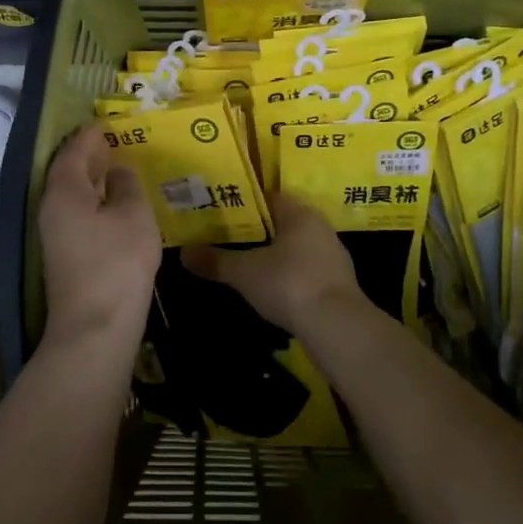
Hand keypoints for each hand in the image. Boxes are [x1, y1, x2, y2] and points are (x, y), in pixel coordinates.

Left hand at [37, 125, 160, 352]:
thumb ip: (126, 185)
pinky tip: (118, 206)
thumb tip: (118, 170)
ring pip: (74, 195)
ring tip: (122, 169)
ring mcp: (55, 234)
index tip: (110, 121)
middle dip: (92, 155)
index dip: (92, 134)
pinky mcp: (65, 255)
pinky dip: (96, 202)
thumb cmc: (117, 263)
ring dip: (95, 180)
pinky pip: (79, 214)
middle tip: (119, 141)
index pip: (74, 149)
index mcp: (64, 190)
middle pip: (69, 171)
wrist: (95, 329)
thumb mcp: (132, 215)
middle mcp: (52, 207)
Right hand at [181, 192, 364, 335]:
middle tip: (229, 238)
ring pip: (297, 247)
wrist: (337, 326)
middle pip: (284, 222)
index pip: (270, 197)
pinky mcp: (339, 283)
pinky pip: (307, 270)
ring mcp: (333, 256)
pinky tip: (274, 288)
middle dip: (259, 230)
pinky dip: (290, 275)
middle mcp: (320, 228)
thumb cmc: (289, 284)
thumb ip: (215, 261)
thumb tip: (184, 253)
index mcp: (300, 214)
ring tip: (247, 263)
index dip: (245, 204)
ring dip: (276, 254)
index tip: (223, 211)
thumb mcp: (244, 272)